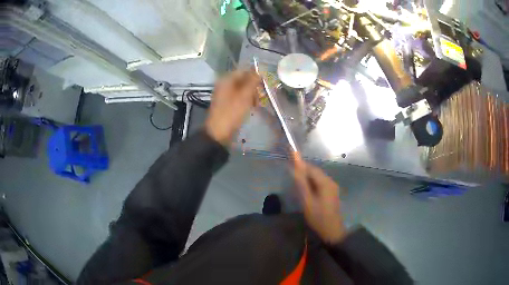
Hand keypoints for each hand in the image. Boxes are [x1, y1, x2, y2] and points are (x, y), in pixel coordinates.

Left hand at [205, 69, 259, 146]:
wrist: (218, 133)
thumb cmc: (232, 113)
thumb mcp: (245, 96)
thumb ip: (253, 81)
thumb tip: (259, 71)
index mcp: (226, 80)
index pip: (243, 71)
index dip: (255, 75)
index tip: (264, 84)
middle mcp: (224, 85)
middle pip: (243, 80)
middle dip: (254, 87)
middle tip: (261, 96)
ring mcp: (225, 95)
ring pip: (242, 89)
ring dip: (251, 94)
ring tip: (257, 104)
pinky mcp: (227, 104)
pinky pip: (239, 97)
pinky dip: (246, 100)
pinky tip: (252, 107)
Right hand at [293, 160, 346, 243]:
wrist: (332, 230)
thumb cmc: (318, 217)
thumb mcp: (307, 201)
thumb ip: (301, 184)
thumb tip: (294, 169)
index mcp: (325, 182)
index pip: (311, 168)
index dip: (300, 164)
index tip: (289, 161)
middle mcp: (330, 181)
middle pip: (315, 172)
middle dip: (303, 170)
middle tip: (290, 172)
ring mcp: (332, 187)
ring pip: (317, 177)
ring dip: (307, 176)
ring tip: (295, 179)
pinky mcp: (331, 192)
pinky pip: (320, 183)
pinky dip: (312, 182)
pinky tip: (305, 187)